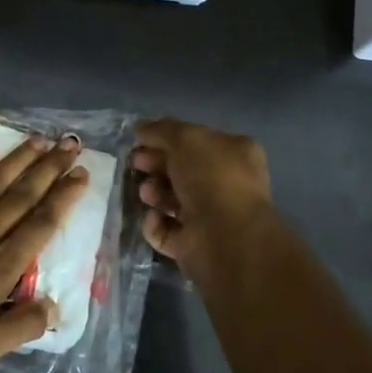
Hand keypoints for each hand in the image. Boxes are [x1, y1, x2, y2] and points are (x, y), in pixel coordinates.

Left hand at [0, 134, 89, 372]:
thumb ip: (20, 328)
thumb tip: (55, 308)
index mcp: (0, 266)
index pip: (41, 225)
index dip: (64, 198)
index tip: (82, 175)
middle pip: (22, 196)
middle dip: (50, 169)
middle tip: (71, 145)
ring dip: (17, 160)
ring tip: (40, 139)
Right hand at [131, 118, 273, 273]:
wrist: (224, 236)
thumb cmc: (211, 178)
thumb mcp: (185, 138)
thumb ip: (161, 130)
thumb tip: (141, 128)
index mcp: (234, 154)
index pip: (196, 142)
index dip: (166, 139)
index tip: (140, 141)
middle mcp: (226, 184)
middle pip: (181, 170)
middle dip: (155, 165)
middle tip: (136, 164)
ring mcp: (211, 216)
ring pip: (172, 199)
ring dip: (154, 193)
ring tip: (147, 194)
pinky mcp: (193, 244)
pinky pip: (166, 229)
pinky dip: (155, 223)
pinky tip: (154, 218)